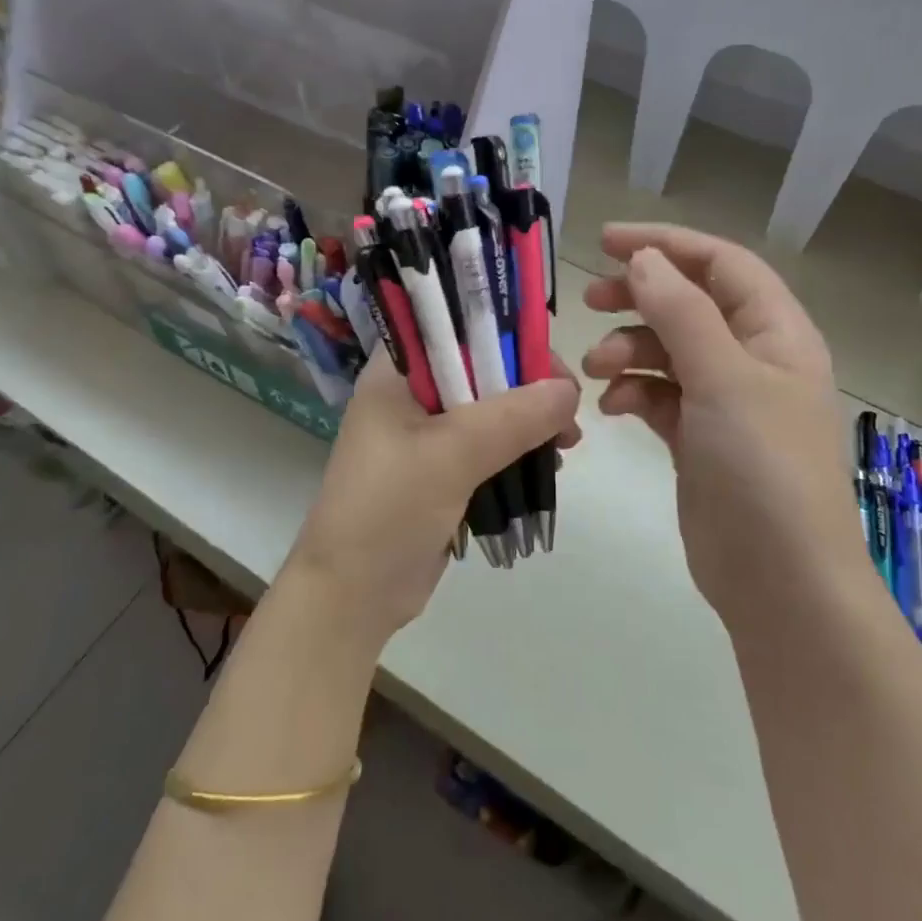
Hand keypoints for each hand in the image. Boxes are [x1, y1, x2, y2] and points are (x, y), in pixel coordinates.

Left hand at [283, 353, 580, 648]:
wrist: (353, 595)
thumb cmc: (389, 510)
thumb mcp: (452, 455)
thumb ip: (513, 417)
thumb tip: (569, 390)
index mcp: (394, 373)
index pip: (454, 325)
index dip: (504, 330)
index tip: (548, 360)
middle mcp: (408, 394)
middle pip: (479, 366)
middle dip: (527, 384)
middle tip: (568, 410)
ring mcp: (424, 434)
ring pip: (489, 408)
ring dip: (529, 419)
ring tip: (566, 442)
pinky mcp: (440, 470)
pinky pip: (487, 445)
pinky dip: (518, 449)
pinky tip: (548, 464)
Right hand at [580, 222, 860, 627]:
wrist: (778, 579)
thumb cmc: (761, 467)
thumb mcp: (723, 377)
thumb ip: (681, 311)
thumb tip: (643, 258)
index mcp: (777, 333)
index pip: (721, 264)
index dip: (667, 244)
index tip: (606, 241)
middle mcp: (753, 359)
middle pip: (690, 304)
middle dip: (639, 297)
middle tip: (591, 300)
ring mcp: (726, 402)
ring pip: (668, 351)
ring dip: (629, 351)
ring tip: (595, 369)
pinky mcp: (699, 439)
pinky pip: (660, 396)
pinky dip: (633, 393)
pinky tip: (611, 408)